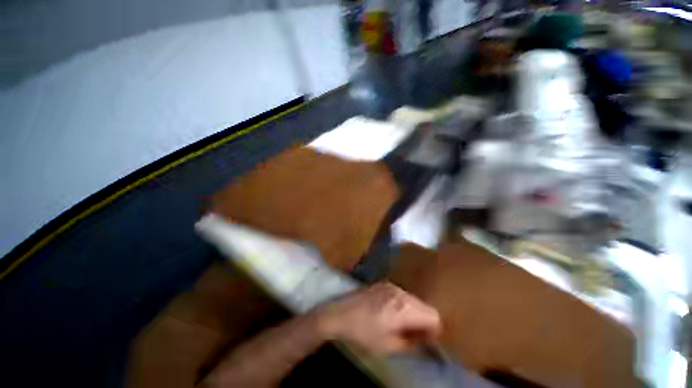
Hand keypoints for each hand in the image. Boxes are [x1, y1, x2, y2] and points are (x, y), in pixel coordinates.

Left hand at [315, 282, 440, 353]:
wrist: (339, 314)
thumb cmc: (363, 333)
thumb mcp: (388, 346)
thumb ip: (412, 343)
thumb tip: (425, 340)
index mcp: (404, 307)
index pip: (433, 316)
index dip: (433, 331)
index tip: (425, 342)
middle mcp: (400, 292)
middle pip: (424, 306)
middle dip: (424, 322)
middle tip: (414, 336)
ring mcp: (391, 285)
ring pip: (413, 300)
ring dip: (413, 313)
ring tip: (401, 326)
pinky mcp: (383, 284)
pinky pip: (402, 295)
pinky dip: (403, 306)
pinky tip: (391, 315)